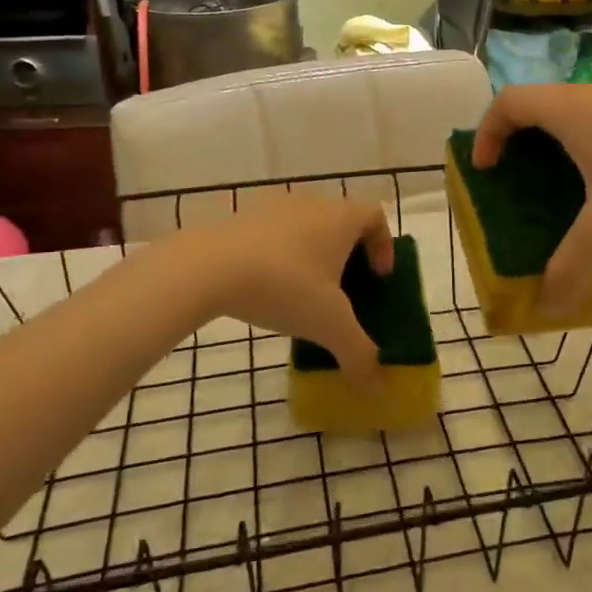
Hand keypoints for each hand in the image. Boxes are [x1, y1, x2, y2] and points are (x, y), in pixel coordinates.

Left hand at [172, 196, 394, 386]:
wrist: (207, 267)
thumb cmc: (285, 285)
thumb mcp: (329, 325)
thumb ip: (359, 354)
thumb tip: (378, 388)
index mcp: (341, 217)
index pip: (375, 216)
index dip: (384, 245)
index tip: (379, 277)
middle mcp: (311, 203)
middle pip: (341, 221)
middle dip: (348, 255)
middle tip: (345, 291)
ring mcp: (272, 208)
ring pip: (305, 228)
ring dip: (312, 256)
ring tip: (305, 295)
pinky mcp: (240, 220)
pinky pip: (273, 236)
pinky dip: (280, 258)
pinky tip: (268, 291)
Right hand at [472, 79, 591, 314]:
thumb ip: (572, 269)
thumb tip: (548, 308)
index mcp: (573, 110)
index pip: (509, 102)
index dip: (487, 133)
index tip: (487, 170)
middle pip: (544, 107)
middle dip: (526, 145)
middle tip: (526, 186)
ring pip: (585, 114)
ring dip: (569, 147)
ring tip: (577, 193)